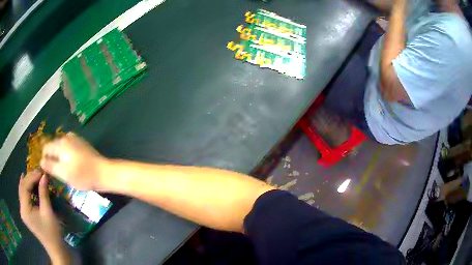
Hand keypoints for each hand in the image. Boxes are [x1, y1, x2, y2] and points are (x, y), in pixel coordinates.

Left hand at [18, 170, 66, 261]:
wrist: (56, 249)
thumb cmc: (53, 232)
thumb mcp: (48, 212)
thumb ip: (43, 193)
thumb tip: (44, 175)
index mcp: (25, 210)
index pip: (24, 187)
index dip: (32, 177)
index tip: (41, 171)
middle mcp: (21, 209)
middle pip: (22, 188)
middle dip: (30, 178)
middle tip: (39, 172)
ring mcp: (23, 212)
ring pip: (22, 191)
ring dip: (28, 182)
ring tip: (36, 175)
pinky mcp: (26, 213)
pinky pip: (24, 197)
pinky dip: (28, 189)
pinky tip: (30, 184)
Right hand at [40, 132, 105, 190]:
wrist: (104, 172)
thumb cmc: (83, 175)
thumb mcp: (64, 174)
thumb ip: (51, 166)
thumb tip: (41, 161)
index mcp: (61, 144)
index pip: (46, 148)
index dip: (44, 159)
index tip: (47, 170)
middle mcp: (67, 137)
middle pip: (53, 145)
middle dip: (52, 157)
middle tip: (55, 171)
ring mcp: (75, 139)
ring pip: (61, 146)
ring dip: (59, 156)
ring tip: (62, 169)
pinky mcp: (81, 143)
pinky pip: (68, 147)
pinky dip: (66, 154)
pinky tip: (70, 164)